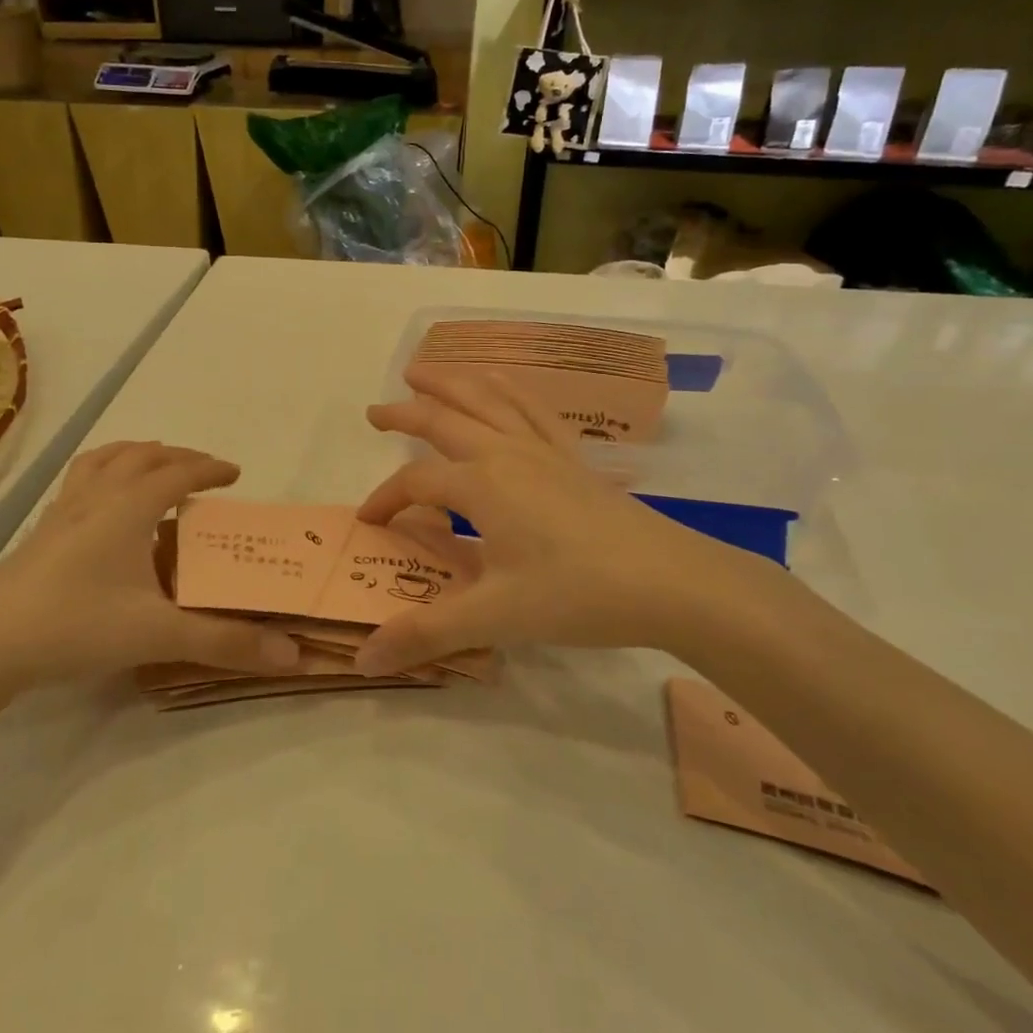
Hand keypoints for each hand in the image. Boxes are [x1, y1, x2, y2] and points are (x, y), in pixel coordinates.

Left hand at [0, 442, 300, 701]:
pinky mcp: (41, 533)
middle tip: (203, 470)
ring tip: (153, 464)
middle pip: (141, 456)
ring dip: (135, 454)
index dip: (210, 469)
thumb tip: (292, 654)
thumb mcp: (158, 635)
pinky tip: (102, 504)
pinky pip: (79, 481)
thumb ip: (224, 642)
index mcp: (128, 508)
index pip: (178, 473)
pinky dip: (103, 474)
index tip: (235, 474)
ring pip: (103, 460)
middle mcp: (96, 498)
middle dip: (177, 456)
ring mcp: (62, 512)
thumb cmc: (76, 625)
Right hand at [352, 367, 795, 675]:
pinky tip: (501, 384)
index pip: (416, 482)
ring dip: (451, 383)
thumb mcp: (494, 617)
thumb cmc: (576, 595)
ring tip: (423, 371)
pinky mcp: (572, 458)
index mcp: (480, 485)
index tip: (368, 521)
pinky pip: (533, 408)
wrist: (670, 582)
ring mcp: (543, 450)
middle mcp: (505, 453)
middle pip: (444, 420)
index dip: (386, 499)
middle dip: (405, 413)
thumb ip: (425, 632)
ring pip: (487, 400)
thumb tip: (363, 661)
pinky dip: (508, 389)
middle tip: (374, 411)